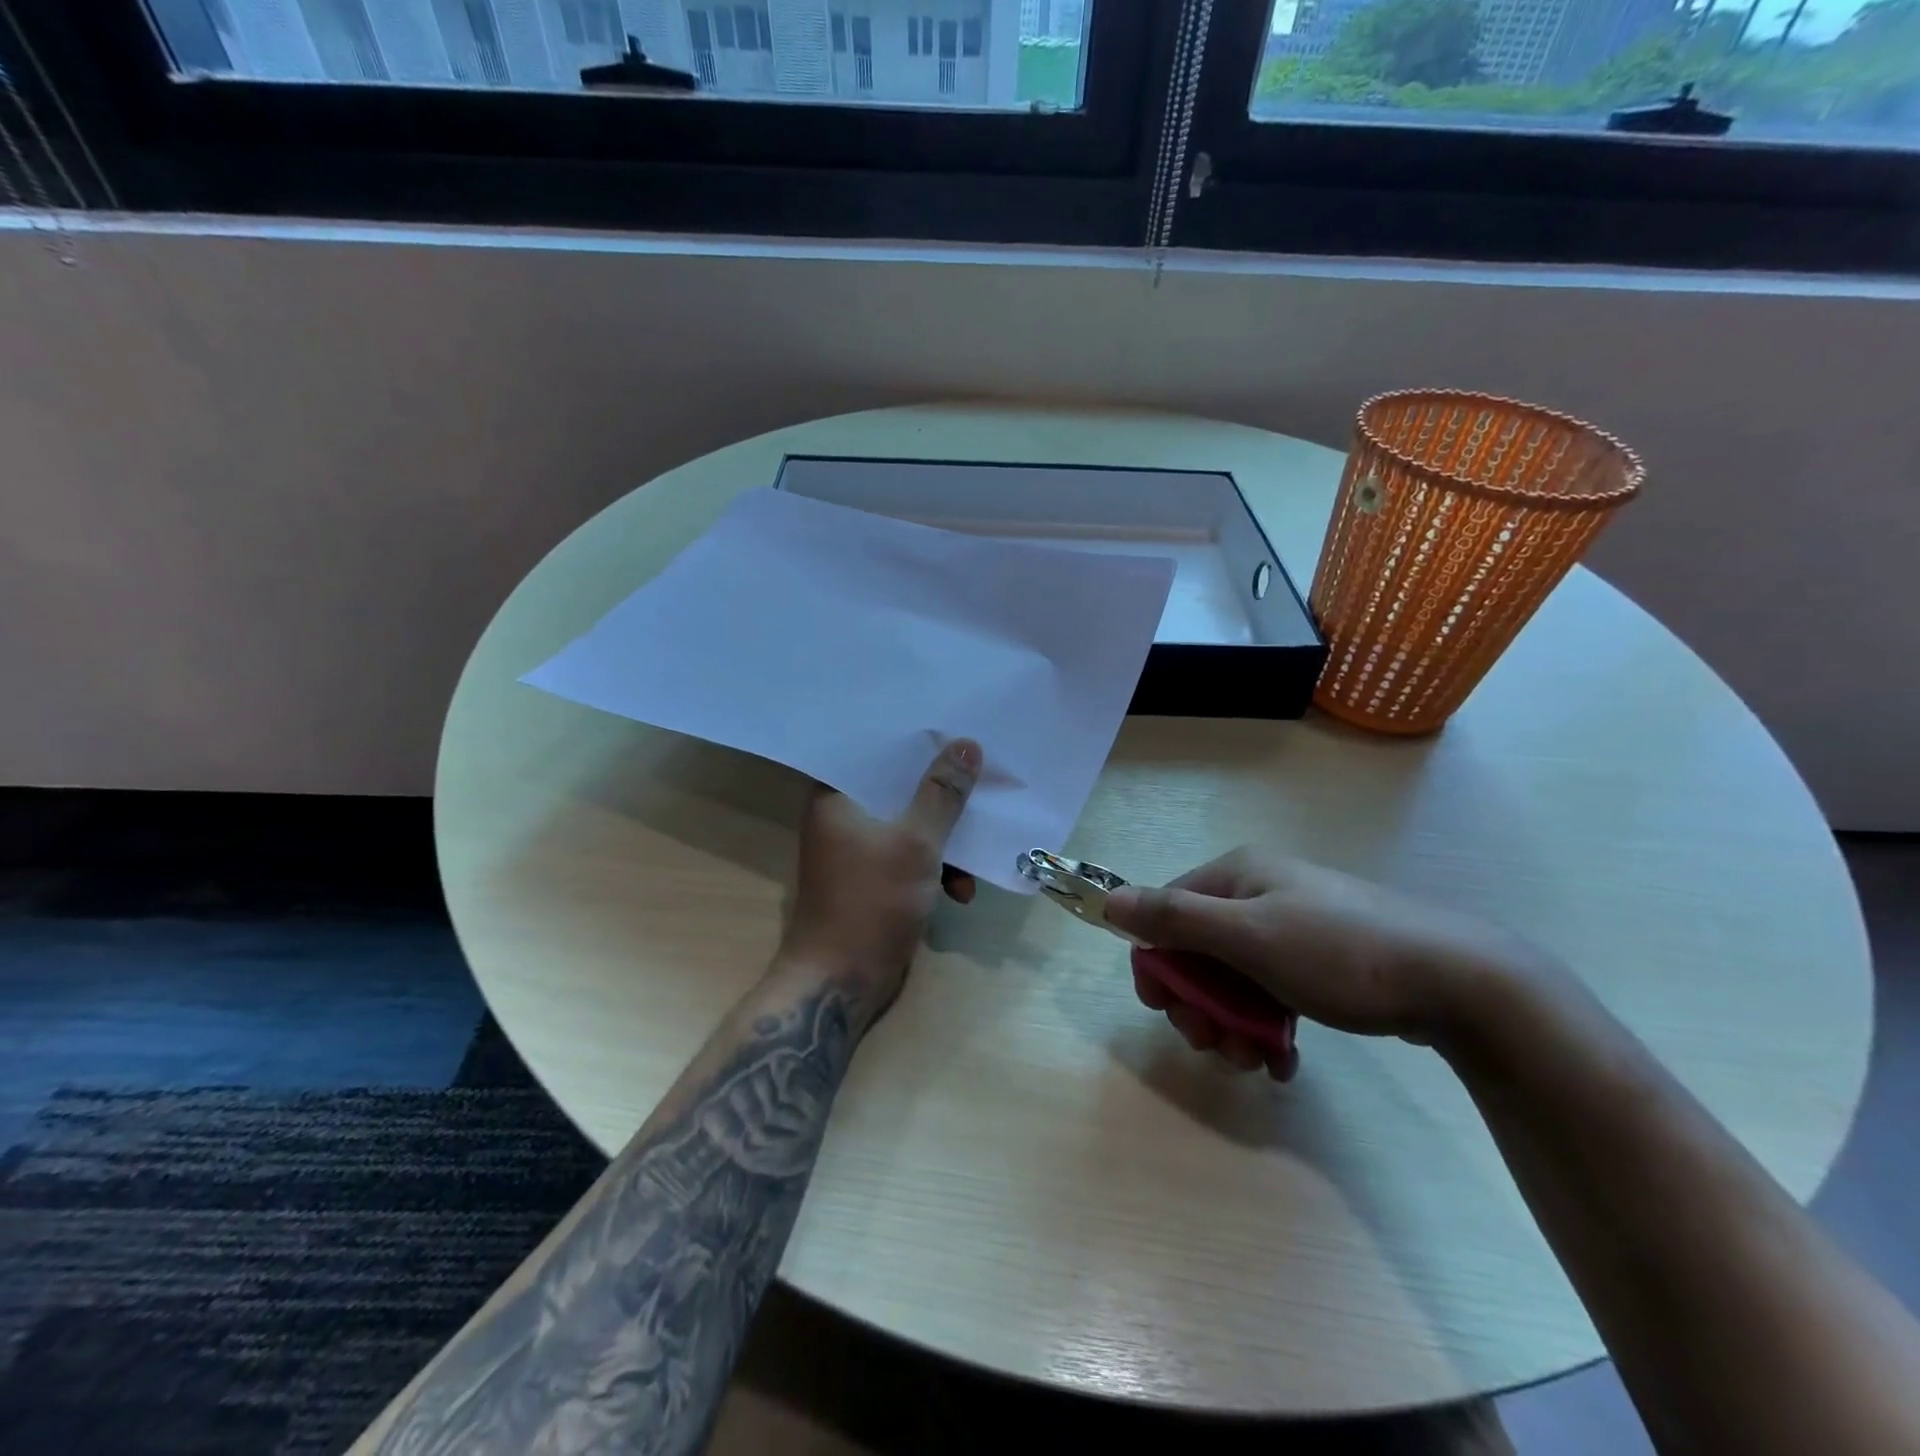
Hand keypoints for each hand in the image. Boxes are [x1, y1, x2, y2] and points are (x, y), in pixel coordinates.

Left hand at [777, 739, 981, 1013]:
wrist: (840, 982)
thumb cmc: (871, 903)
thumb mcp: (916, 843)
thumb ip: (943, 793)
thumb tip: (966, 744)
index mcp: (836, 796)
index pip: (876, 751)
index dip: (916, 741)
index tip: (954, 732)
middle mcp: (842, 816)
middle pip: (899, 788)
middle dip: (942, 793)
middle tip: (980, 781)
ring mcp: (857, 850)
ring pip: (910, 825)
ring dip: (945, 842)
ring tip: (975, 858)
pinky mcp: (873, 879)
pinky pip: (910, 856)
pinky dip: (935, 869)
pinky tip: (962, 891)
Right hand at [1103, 847, 1545, 1071]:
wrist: (1459, 981)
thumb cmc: (1339, 952)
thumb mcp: (1248, 935)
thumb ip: (1175, 918)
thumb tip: (1108, 900)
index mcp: (1236, 876)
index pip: (1167, 913)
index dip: (1158, 963)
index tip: (1165, 1011)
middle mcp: (1260, 894)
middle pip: (1200, 952)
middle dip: (1200, 1005)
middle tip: (1214, 1046)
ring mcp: (1293, 928)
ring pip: (1235, 980)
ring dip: (1233, 1025)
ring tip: (1254, 1062)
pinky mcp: (1322, 962)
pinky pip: (1272, 993)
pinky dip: (1268, 1028)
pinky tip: (1282, 1062)